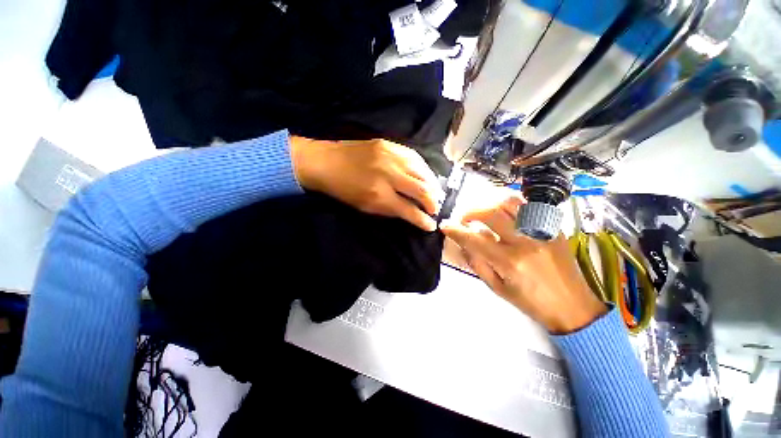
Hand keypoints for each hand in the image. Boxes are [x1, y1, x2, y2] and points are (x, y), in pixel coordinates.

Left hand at [290, 137, 444, 230]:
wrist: (325, 162)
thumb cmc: (343, 190)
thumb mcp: (365, 207)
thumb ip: (391, 210)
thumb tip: (412, 214)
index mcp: (379, 195)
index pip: (409, 210)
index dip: (422, 220)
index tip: (431, 225)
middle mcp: (388, 174)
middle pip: (421, 189)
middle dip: (433, 202)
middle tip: (435, 209)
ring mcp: (390, 156)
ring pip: (422, 171)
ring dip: (432, 185)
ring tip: (434, 193)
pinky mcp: (389, 144)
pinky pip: (415, 156)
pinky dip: (424, 168)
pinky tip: (426, 175)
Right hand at [441, 197, 606, 333]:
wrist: (574, 306)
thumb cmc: (531, 302)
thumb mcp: (497, 288)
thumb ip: (477, 263)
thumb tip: (464, 243)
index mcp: (510, 262)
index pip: (474, 239)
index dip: (455, 230)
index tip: (445, 226)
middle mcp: (525, 242)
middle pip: (491, 213)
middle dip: (470, 212)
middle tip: (463, 218)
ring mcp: (541, 232)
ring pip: (511, 202)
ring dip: (489, 203)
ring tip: (482, 212)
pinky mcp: (553, 228)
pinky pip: (528, 206)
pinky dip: (509, 205)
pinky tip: (502, 212)